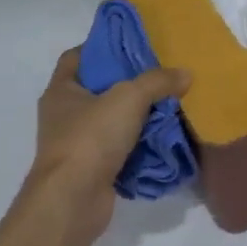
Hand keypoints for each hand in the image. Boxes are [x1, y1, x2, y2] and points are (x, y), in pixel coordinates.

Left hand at [24, 47, 189, 243]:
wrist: (73, 201)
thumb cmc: (90, 138)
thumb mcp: (129, 98)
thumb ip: (157, 81)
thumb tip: (185, 73)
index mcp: (61, 90)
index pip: (76, 57)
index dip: (102, 46)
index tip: (131, 44)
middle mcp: (64, 115)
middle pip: (98, 88)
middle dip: (128, 82)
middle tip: (160, 72)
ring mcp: (76, 144)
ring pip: (111, 120)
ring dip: (136, 115)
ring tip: (169, 103)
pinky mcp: (92, 170)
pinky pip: (119, 149)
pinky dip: (138, 144)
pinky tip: (163, 137)